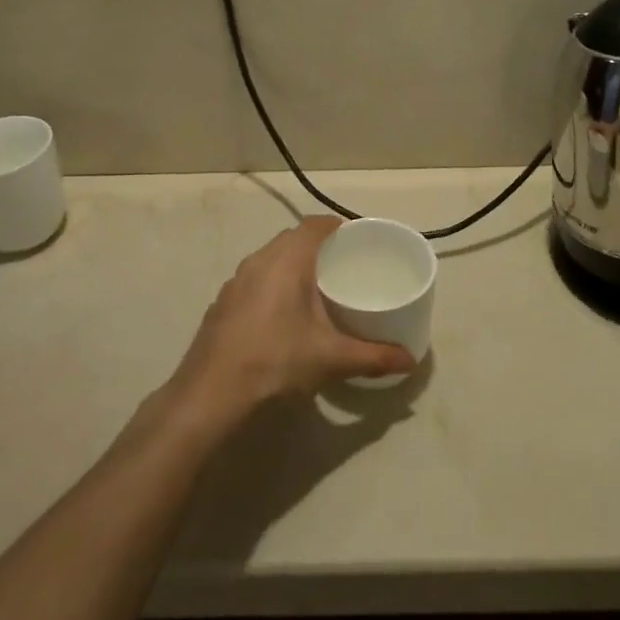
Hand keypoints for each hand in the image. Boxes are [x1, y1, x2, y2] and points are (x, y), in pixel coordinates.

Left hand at [166, 217, 414, 424]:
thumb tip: (410, 360)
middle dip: (319, 248)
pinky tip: (283, 317)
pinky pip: (255, 281)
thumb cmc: (275, 361)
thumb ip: (374, 356)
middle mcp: (258, 260)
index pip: (315, 225)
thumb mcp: (331, 359)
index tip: (358, 240)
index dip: (338, 227)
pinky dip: (273, 287)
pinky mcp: (222, 304)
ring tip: (317, 291)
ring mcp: (235, 282)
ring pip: (271, 260)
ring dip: (293, 267)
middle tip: (345, 267)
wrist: (210, 394)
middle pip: (293, 239)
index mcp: (286, 260)